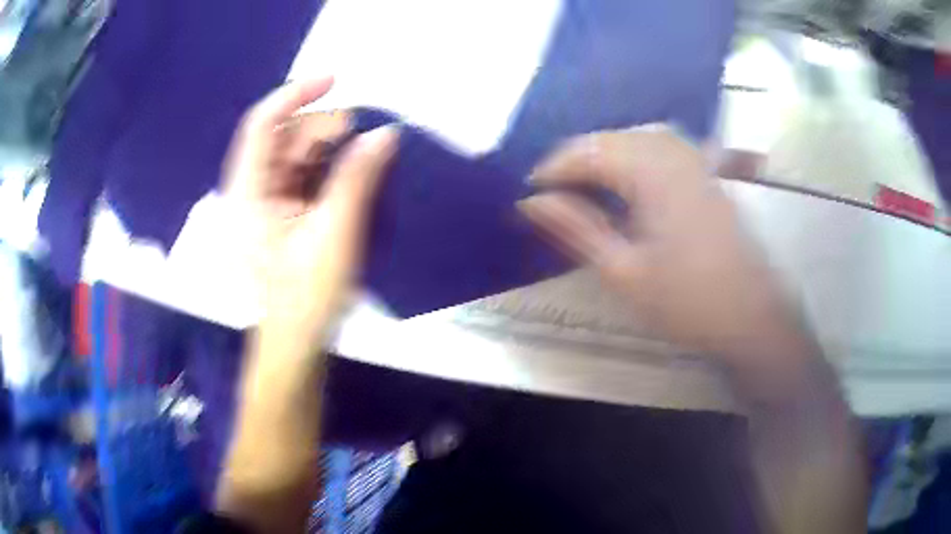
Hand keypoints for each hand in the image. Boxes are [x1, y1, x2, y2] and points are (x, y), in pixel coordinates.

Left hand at [222, 78, 398, 347]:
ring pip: (296, 155)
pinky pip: (304, 176)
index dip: (294, 95)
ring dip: (330, 148)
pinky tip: (354, 172)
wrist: (296, 343)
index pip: (262, 125)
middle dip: (324, 128)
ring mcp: (265, 202)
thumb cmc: (306, 296)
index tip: (335, 81)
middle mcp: (251, 190)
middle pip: (283, 137)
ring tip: (366, 155)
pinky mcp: (281, 214)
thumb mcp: (335, 234)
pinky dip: (329, 168)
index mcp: (249, 193)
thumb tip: (384, 135)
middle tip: (366, 135)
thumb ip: (357, 178)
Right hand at [519, 125, 815, 397]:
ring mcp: (695, 158)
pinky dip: (633, 159)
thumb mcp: (623, 272)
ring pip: (634, 139)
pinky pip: (660, 148)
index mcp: (651, 171)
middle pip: (609, 138)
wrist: (751, 318)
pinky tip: (627, 181)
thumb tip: (530, 201)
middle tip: (552, 197)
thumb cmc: (687, 302)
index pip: (585, 150)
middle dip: (575, 162)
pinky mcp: (706, 172)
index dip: (551, 170)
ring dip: (603, 157)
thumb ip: (576, 227)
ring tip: (583, 188)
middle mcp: (674, 151)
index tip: (528, 196)